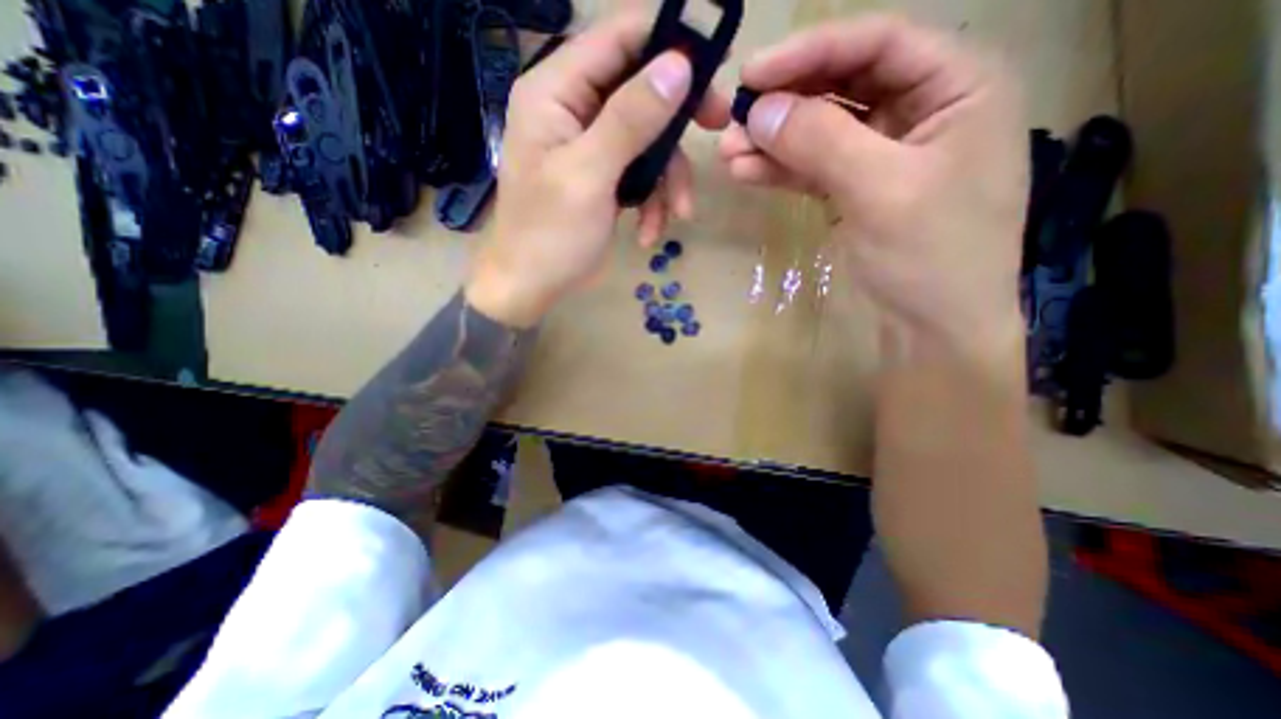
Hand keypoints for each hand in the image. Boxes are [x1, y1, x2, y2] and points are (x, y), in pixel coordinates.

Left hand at [468, 14, 730, 329]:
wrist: (533, 286)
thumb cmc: (549, 235)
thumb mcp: (589, 176)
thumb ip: (629, 120)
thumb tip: (679, 65)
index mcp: (555, 92)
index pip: (617, 38)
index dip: (667, 42)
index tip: (712, 67)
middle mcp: (573, 110)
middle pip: (640, 89)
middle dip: (675, 121)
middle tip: (715, 130)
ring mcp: (591, 147)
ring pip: (647, 140)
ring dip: (666, 180)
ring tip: (674, 214)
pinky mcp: (604, 177)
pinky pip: (640, 174)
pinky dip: (651, 203)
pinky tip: (647, 232)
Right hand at [720, 18, 1027, 360]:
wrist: (931, 328)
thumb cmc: (930, 256)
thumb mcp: (880, 191)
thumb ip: (821, 142)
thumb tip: (759, 110)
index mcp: (957, 87)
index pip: (877, 44)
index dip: (811, 52)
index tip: (751, 74)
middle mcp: (922, 110)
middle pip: (843, 86)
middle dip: (785, 104)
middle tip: (733, 121)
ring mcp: (884, 154)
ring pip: (822, 132)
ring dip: (774, 142)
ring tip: (729, 153)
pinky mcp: (857, 189)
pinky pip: (814, 168)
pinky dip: (782, 170)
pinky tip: (747, 172)